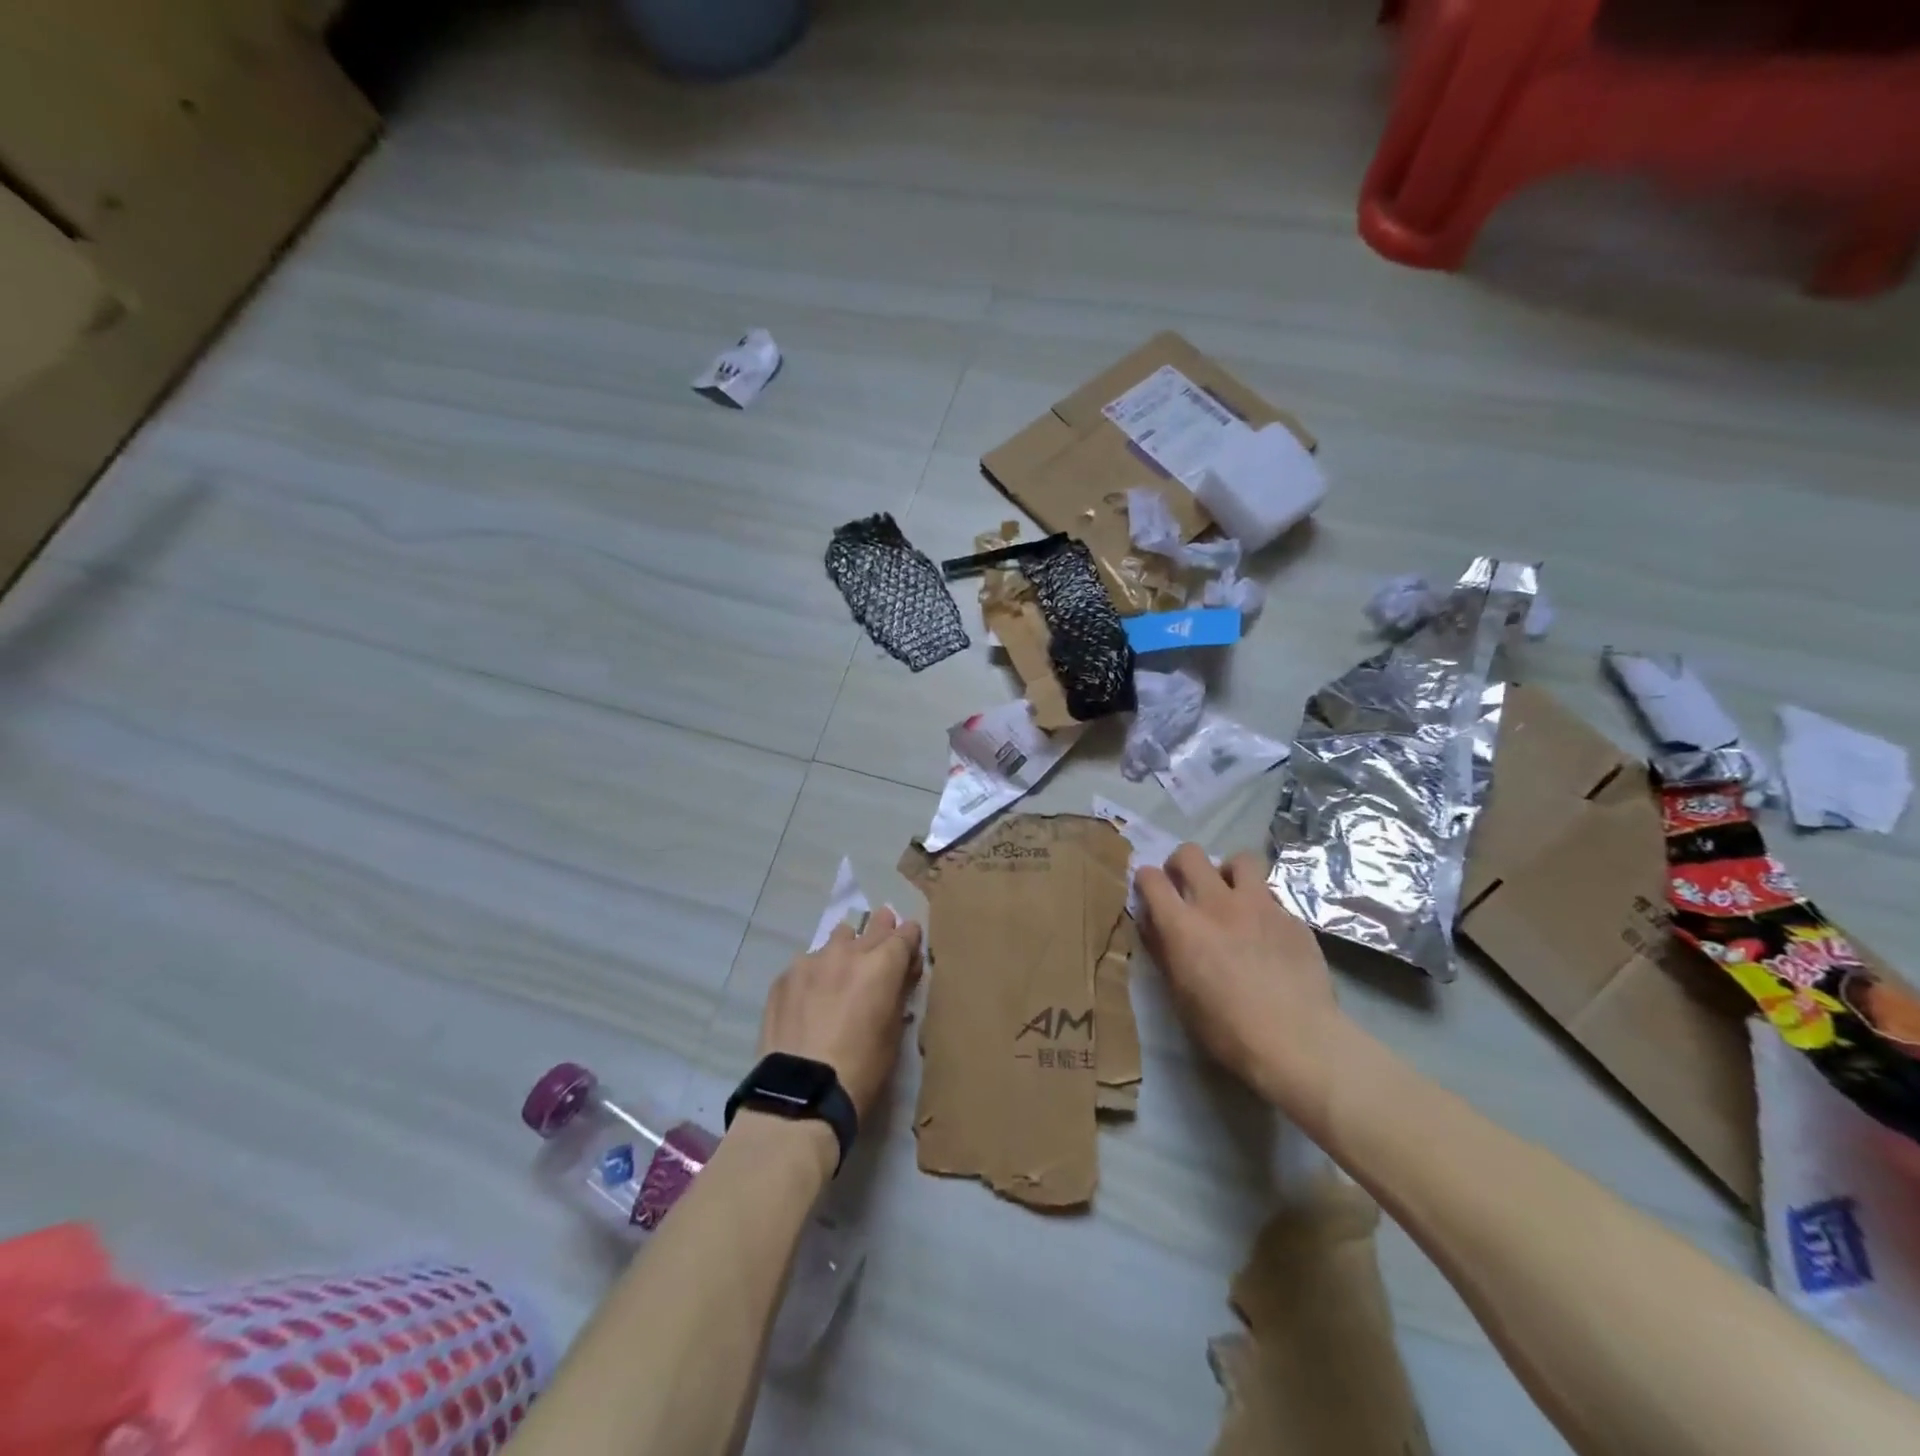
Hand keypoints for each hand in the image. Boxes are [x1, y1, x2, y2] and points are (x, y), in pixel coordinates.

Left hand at [757, 907, 922, 1119]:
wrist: (800, 1093)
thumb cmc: (861, 1069)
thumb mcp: (893, 1033)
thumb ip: (899, 993)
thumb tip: (903, 972)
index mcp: (882, 965)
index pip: (906, 933)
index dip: (911, 939)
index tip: (910, 949)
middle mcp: (849, 952)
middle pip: (873, 926)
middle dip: (882, 930)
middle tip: (883, 939)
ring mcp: (813, 960)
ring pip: (837, 938)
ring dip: (846, 948)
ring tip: (842, 971)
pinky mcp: (785, 976)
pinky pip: (808, 963)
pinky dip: (816, 973)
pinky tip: (810, 998)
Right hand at [1136, 846, 1346, 1119]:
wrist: (1297, 1041)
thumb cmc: (1226, 1029)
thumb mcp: (1179, 994)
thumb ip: (1163, 951)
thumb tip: (1153, 923)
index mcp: (1182, 925)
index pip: (1151, 878)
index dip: (1145, 879)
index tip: (1149, 891)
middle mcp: (1217, 903)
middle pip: (1190, 853)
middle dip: (1181, 863)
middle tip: (1186, 885)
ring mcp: (1259, 905)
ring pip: (1240, 859)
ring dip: (1228, 872)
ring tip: (1231, 896)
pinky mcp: (1292, 917)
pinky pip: (1271, 895)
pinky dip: (1262, 906)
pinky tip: (1267, 934)